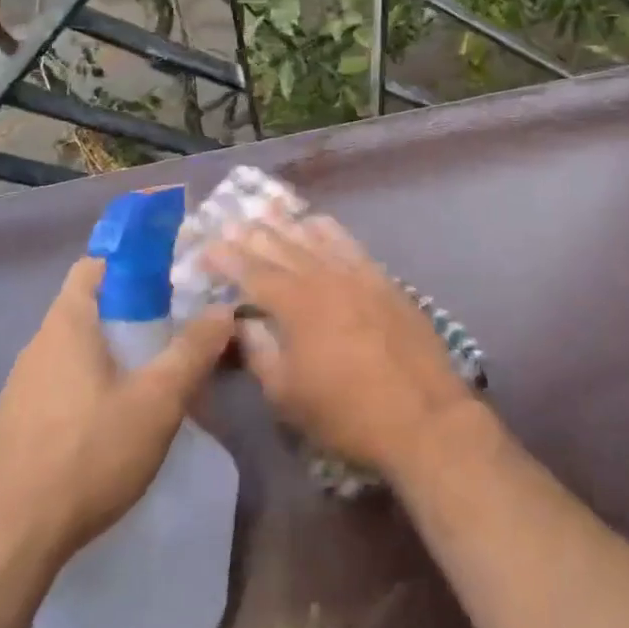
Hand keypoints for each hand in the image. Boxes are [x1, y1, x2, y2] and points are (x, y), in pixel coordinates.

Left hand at [0, 256, 234, 571]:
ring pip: (75, 352)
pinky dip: (90, 389)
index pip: (94, 265)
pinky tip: (114, 426)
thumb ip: (192, 351)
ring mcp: (19, 389)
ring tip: (152, 381)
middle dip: (132, 314)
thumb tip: (223, 309)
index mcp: (66, 325)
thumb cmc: (87, 454)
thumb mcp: (156, 401)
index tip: (170, 279)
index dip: (132, 262)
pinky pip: (60, 388)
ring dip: (112, 356)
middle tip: (174, 333)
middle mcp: (37, 347)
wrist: (6, 542)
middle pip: (87, 309)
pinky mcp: (15, 427)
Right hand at [204, 213, 478, 478]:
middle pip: (281, 247)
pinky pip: (349, 243)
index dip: (226, 258)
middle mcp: (324, 277)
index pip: (252, 272)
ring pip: (315, 238)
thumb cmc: (346, 413)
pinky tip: (319, 223)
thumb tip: (242, 322)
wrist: (423, 417)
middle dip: (252, 234)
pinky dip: (328, 230)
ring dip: (287, 224)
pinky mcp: (383, 280)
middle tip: (229, 222)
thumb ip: (259, 352)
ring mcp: (357, 274)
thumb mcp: (286, 395)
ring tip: (266, 210)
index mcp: (295, 304)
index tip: (205, 248)